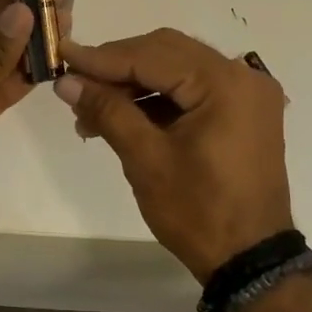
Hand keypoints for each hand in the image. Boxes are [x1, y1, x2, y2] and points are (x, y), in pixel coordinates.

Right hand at [56, 28, 292, 280]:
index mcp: (224, 84)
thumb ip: (107, 110)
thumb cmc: (198, 211)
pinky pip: (191, 89)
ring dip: (134, 84)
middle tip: (75, 83)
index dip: (102, 58)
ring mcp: (246, 93)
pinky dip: (157, 99)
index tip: (62, 56)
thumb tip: (66, 81)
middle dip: (117, 67)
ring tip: (91, 111)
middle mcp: (242, 76)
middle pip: (166, 52)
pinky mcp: (242, 112)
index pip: (152, 55)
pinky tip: (122, 116)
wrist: (249, 259)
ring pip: (176, 69)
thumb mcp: (146, 159)